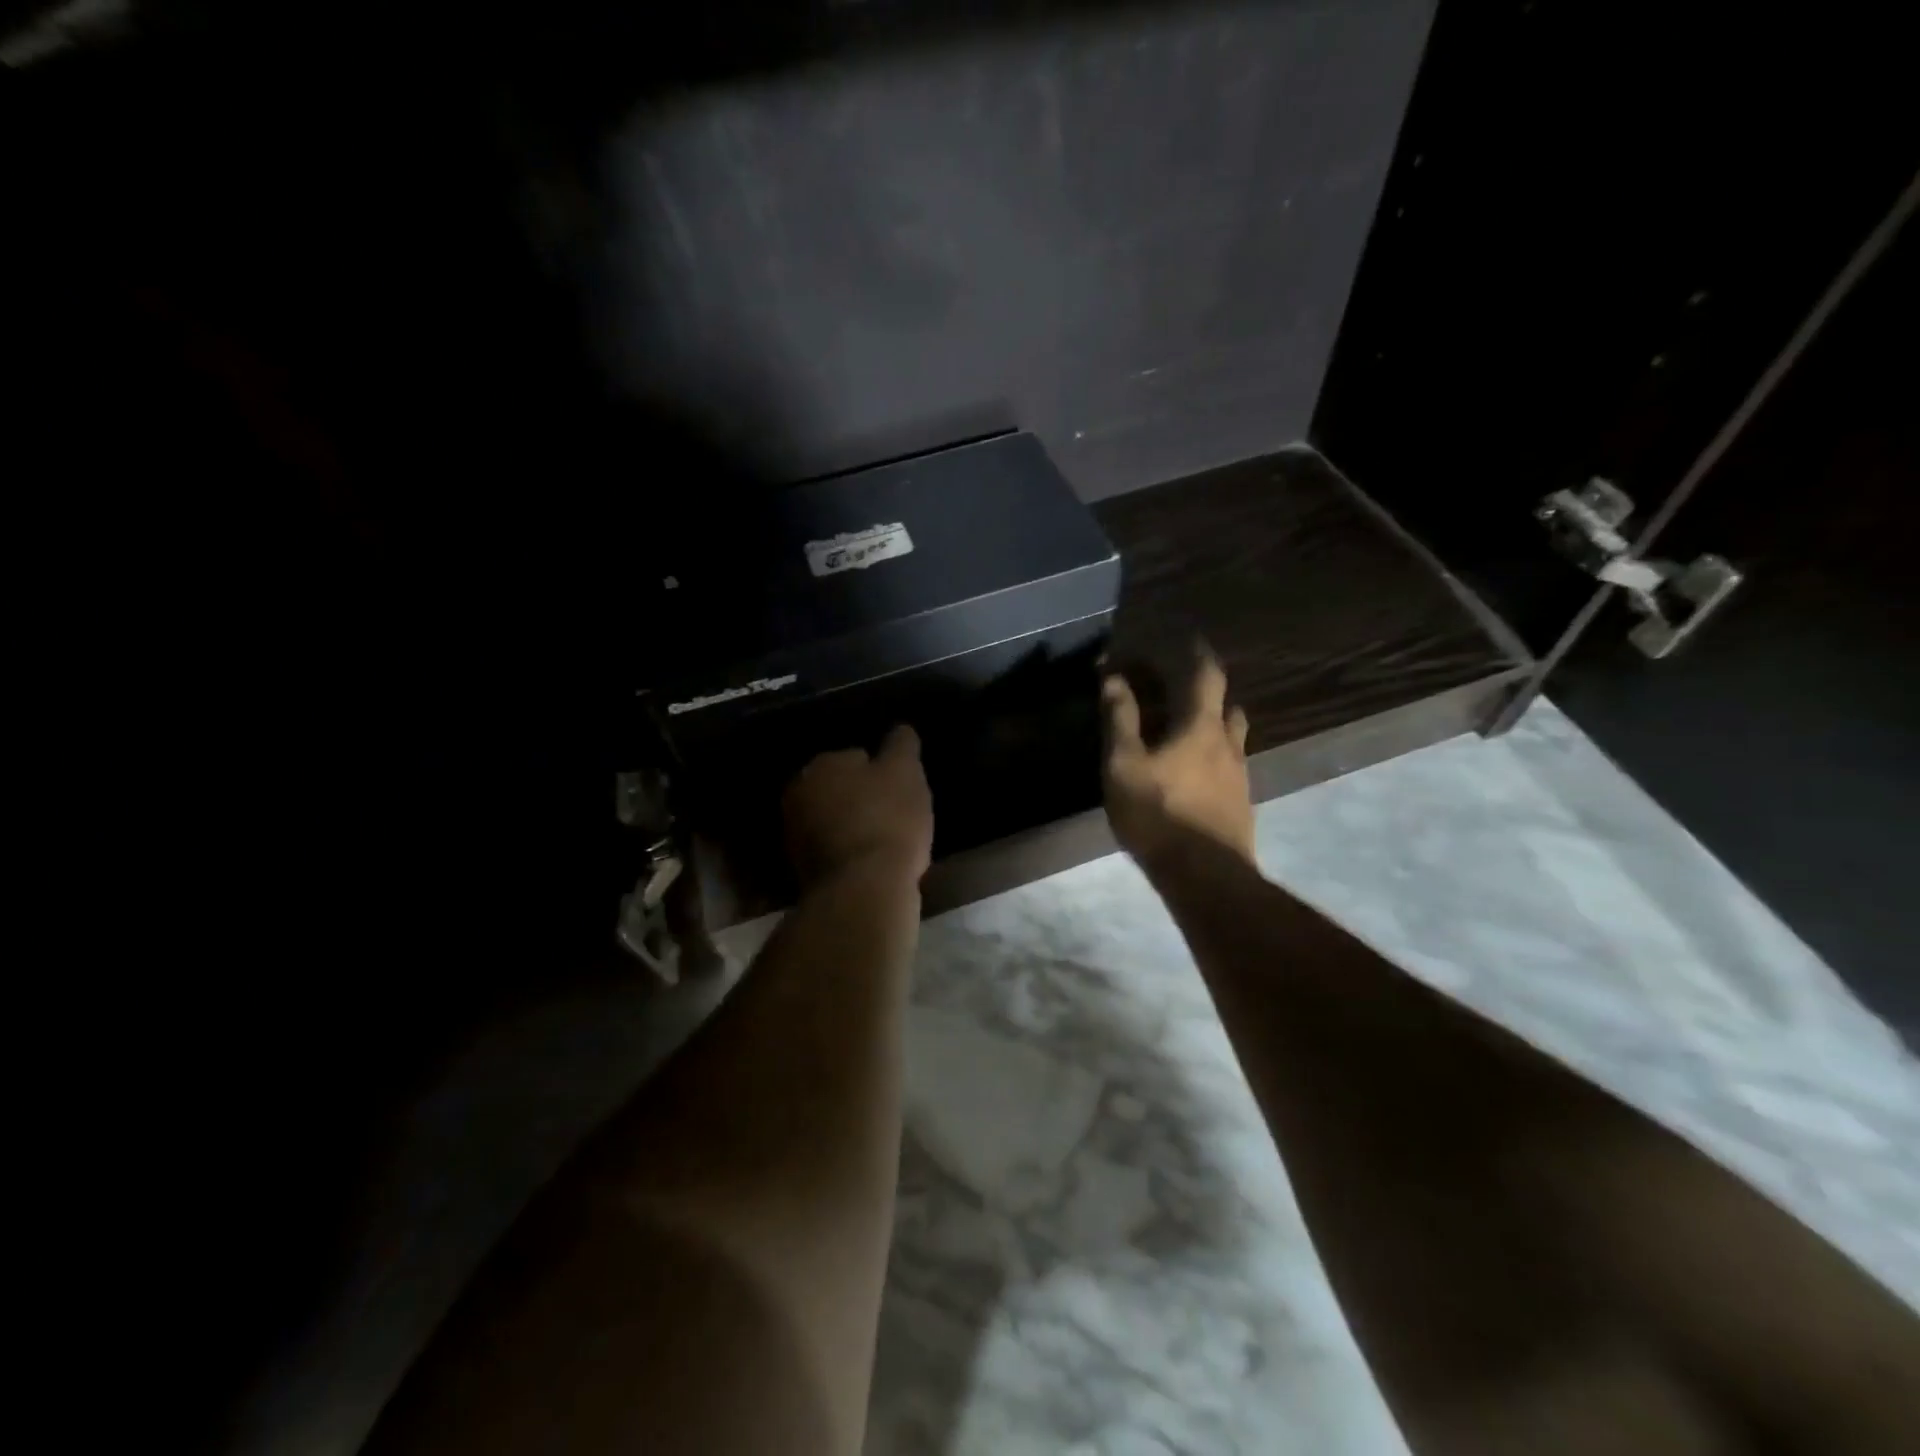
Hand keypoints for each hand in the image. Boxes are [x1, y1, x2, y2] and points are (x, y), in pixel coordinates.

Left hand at [784, 725, 934, 890]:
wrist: (863, 889)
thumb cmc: (887, 820)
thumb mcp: (906, 773)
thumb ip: (901, 746)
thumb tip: (900, 729)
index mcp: (820, 765)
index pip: (855, 757)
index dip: (882, 772)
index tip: (900, 790)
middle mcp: (798, 794)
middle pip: (840, 789)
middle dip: (862, 798)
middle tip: (894, 815)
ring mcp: (795, 834)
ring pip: (834, 820)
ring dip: (853, 826)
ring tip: (886, 841)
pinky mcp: (801, 870)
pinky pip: (832, 851)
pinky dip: (848, 853)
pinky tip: (871, 863)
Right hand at [1102, 651, 1255, 867]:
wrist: (1206, 876)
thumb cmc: (1159, 814)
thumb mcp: (1124, 765)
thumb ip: (1120, 719)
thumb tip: (1114, 678)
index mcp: (1201, 726)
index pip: (1207, 674)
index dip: (1197, 653)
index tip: (1187, 639)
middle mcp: (1228, 744)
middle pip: (1226, 706)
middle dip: (1205, 693)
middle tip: (1179, 693)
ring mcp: (1240, 777)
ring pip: (1230, 739)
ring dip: (1211, 728)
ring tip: (1183, 735)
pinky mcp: (1240, 805)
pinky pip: (1228, 768)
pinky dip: (1212, 759)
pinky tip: (1192, 777)